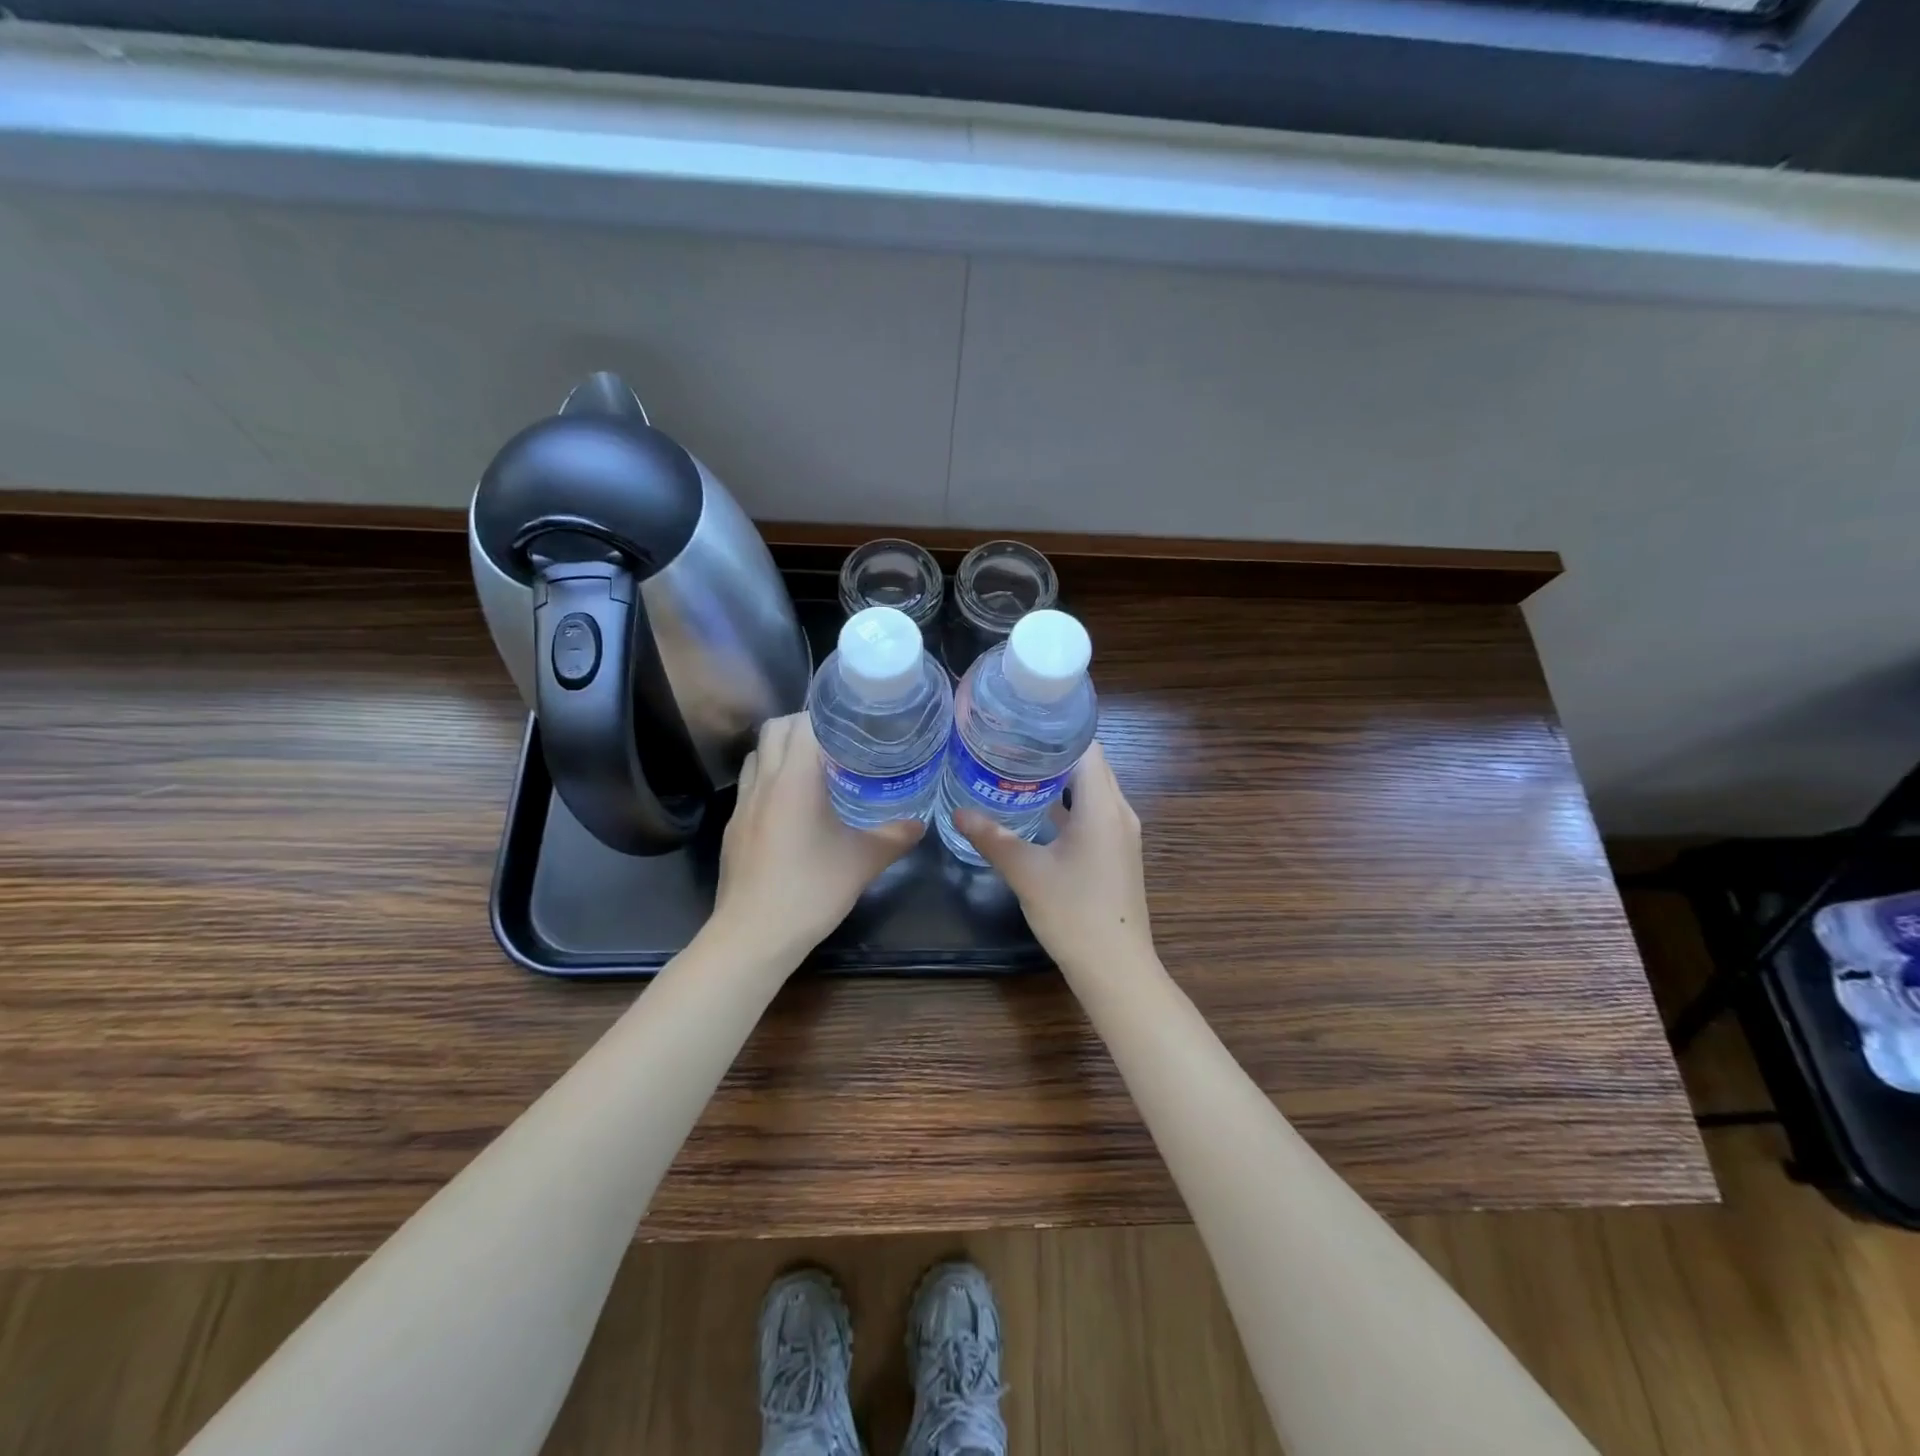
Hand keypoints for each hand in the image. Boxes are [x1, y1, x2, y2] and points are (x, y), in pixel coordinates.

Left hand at [708, 712, 924, 967]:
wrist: (754, 935)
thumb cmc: (810, 890)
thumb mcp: (862, 862)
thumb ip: (894, 837)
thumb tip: (920, 823)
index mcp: (794, 778)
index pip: (802, 722)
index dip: (826, 715)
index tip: (853, 723)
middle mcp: (763, 782)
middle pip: (773, 729)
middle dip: (802, 726)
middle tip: (837, 742)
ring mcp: (742, 806)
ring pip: (757, 756)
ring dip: (781, 751)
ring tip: (813, 768)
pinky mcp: (734, 829)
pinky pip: (750, 786)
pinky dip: (770, 781)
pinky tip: (793, 808)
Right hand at [955, 741, 1156, 981]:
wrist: (1116, 968)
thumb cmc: (1074, 913)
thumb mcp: (1026, 872)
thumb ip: (992, 837)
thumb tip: (959, 812)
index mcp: (1103, 806)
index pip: (1086, 747)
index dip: (1055, 730)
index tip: (1019, 724)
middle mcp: (1119, 812)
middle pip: (1089, 765)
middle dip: (1051, 752)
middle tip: (1009, 744)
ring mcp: (1121, 834)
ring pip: (1092, 790)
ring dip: (1059, 779)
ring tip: (1016, 770)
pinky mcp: (1116, 853)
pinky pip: (1093, 813)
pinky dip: (1068, 804)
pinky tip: (1034, 811)